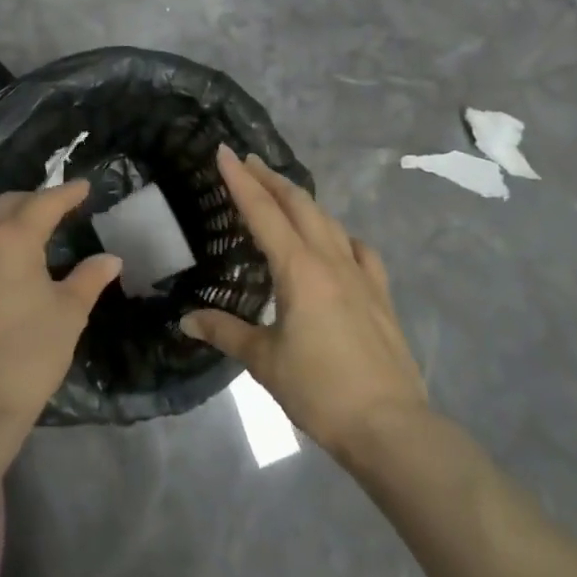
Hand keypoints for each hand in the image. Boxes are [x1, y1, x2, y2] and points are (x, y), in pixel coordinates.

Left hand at [0, 181, 122, 435]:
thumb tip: (109, 259)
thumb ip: (89, 279)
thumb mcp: (69, 315)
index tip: (83, 187)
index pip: (43, 203)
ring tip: (27, 243)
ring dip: (5, 228)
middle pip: (5, 207)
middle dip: (32, 201)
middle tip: (56, 208)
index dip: (66, 193)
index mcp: (11, 241)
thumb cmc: (28, 356)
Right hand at [181, 146, 426, 458]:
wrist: (390, 425)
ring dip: (301, 201)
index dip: (240, 180)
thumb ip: (225, 332)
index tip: (223, 151)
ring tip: (282, 193)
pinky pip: (358, 249)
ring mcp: (360, 274)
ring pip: (328, 220)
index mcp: (298, 269)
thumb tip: (186, 320)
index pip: (262, 211)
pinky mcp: (380, 294)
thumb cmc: (319, 390)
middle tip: (247, 162)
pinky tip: (337, 242)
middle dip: (270, 179)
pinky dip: (340, 235)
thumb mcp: (264, 362)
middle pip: (298, 204)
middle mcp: (330, 260)